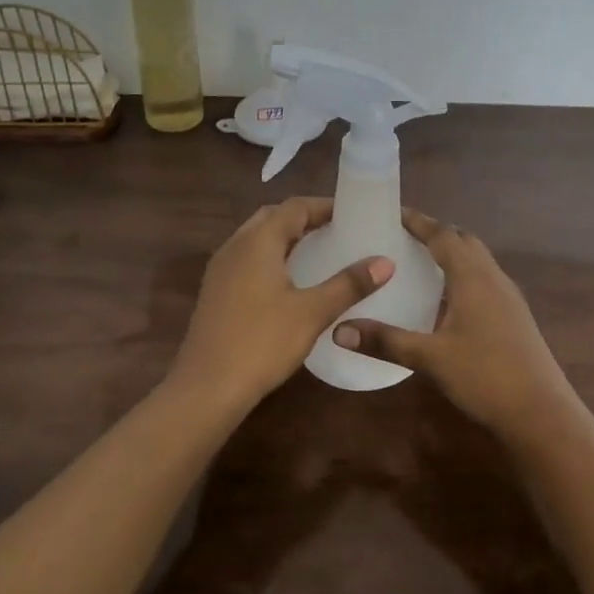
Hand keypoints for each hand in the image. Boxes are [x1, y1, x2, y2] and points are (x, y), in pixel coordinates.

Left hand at [169, 197, 392, 414]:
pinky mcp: (215, 293)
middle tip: (337, 231)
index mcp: (257, 242)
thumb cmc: (262, 342)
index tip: (352, 214)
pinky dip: (271, 259)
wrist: (207, 387)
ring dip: (286, 239)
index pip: (294, 207)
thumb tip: (385, 262)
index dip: (324, 206)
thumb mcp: (312, 312)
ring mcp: (220, 270)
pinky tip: (289, 283)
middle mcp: (235, 247)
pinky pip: (247, 261)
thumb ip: (349, 284)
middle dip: (304, 219)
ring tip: (319, 253)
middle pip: (272, 218)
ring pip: (256, 240)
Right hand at [332, 210, 579, 434]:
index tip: (393, 212)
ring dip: (452, 254)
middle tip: (403, 237)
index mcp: (473, 278)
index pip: (443, 235)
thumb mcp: (430, 358)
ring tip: (420, 264)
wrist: (542, 413)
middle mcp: (494, 279)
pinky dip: (463, 276)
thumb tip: (339, 329)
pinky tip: (446, 302)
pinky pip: (485, 281)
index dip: (418, 221)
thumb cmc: (485, 376)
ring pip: (478, 261)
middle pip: (464, 241)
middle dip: (436, 233)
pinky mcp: (514, 317)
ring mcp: (508, 298)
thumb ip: (385, 340)